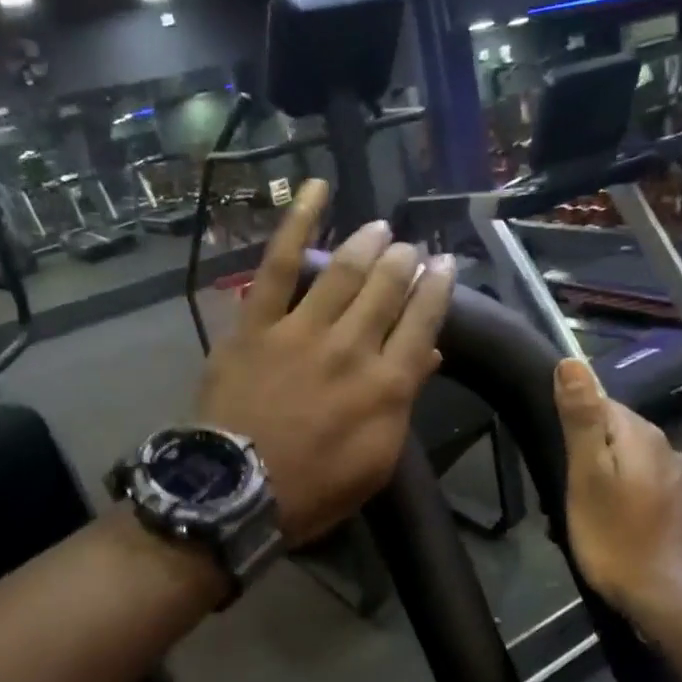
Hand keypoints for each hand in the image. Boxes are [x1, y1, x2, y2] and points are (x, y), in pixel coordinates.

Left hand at [197, 181, 454, 545]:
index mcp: (387, 386)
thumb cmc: (313, 490)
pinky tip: (316, 189)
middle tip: (411, 250)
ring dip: (368, 245)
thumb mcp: (375, 463)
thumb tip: (424, 358)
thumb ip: (402, 406)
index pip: (424, 324)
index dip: (438, 291)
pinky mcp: (258, 323)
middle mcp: (353, 348)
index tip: (446, 268)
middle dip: (405, 264)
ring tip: (381, 229)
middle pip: (389, 291)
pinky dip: (298, 223)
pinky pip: (280, 265)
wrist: (236, 492)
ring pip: (345, 272)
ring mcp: (303, 330)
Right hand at [553, 359, 681, 622]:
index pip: (601, 403)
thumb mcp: (586, 476)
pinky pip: (646, 487)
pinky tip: (616, 526)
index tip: (560, 461)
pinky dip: (627, 498)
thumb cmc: (615, 537)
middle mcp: (668, 448)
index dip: (574, 428)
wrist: (667, 599)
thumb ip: (581, 419)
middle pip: (616, 433)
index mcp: (642, 434)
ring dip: (607, 479)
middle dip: (589, 455)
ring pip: (631, 462)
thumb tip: (571, 362)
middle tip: (567, 494)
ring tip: (587, 514)